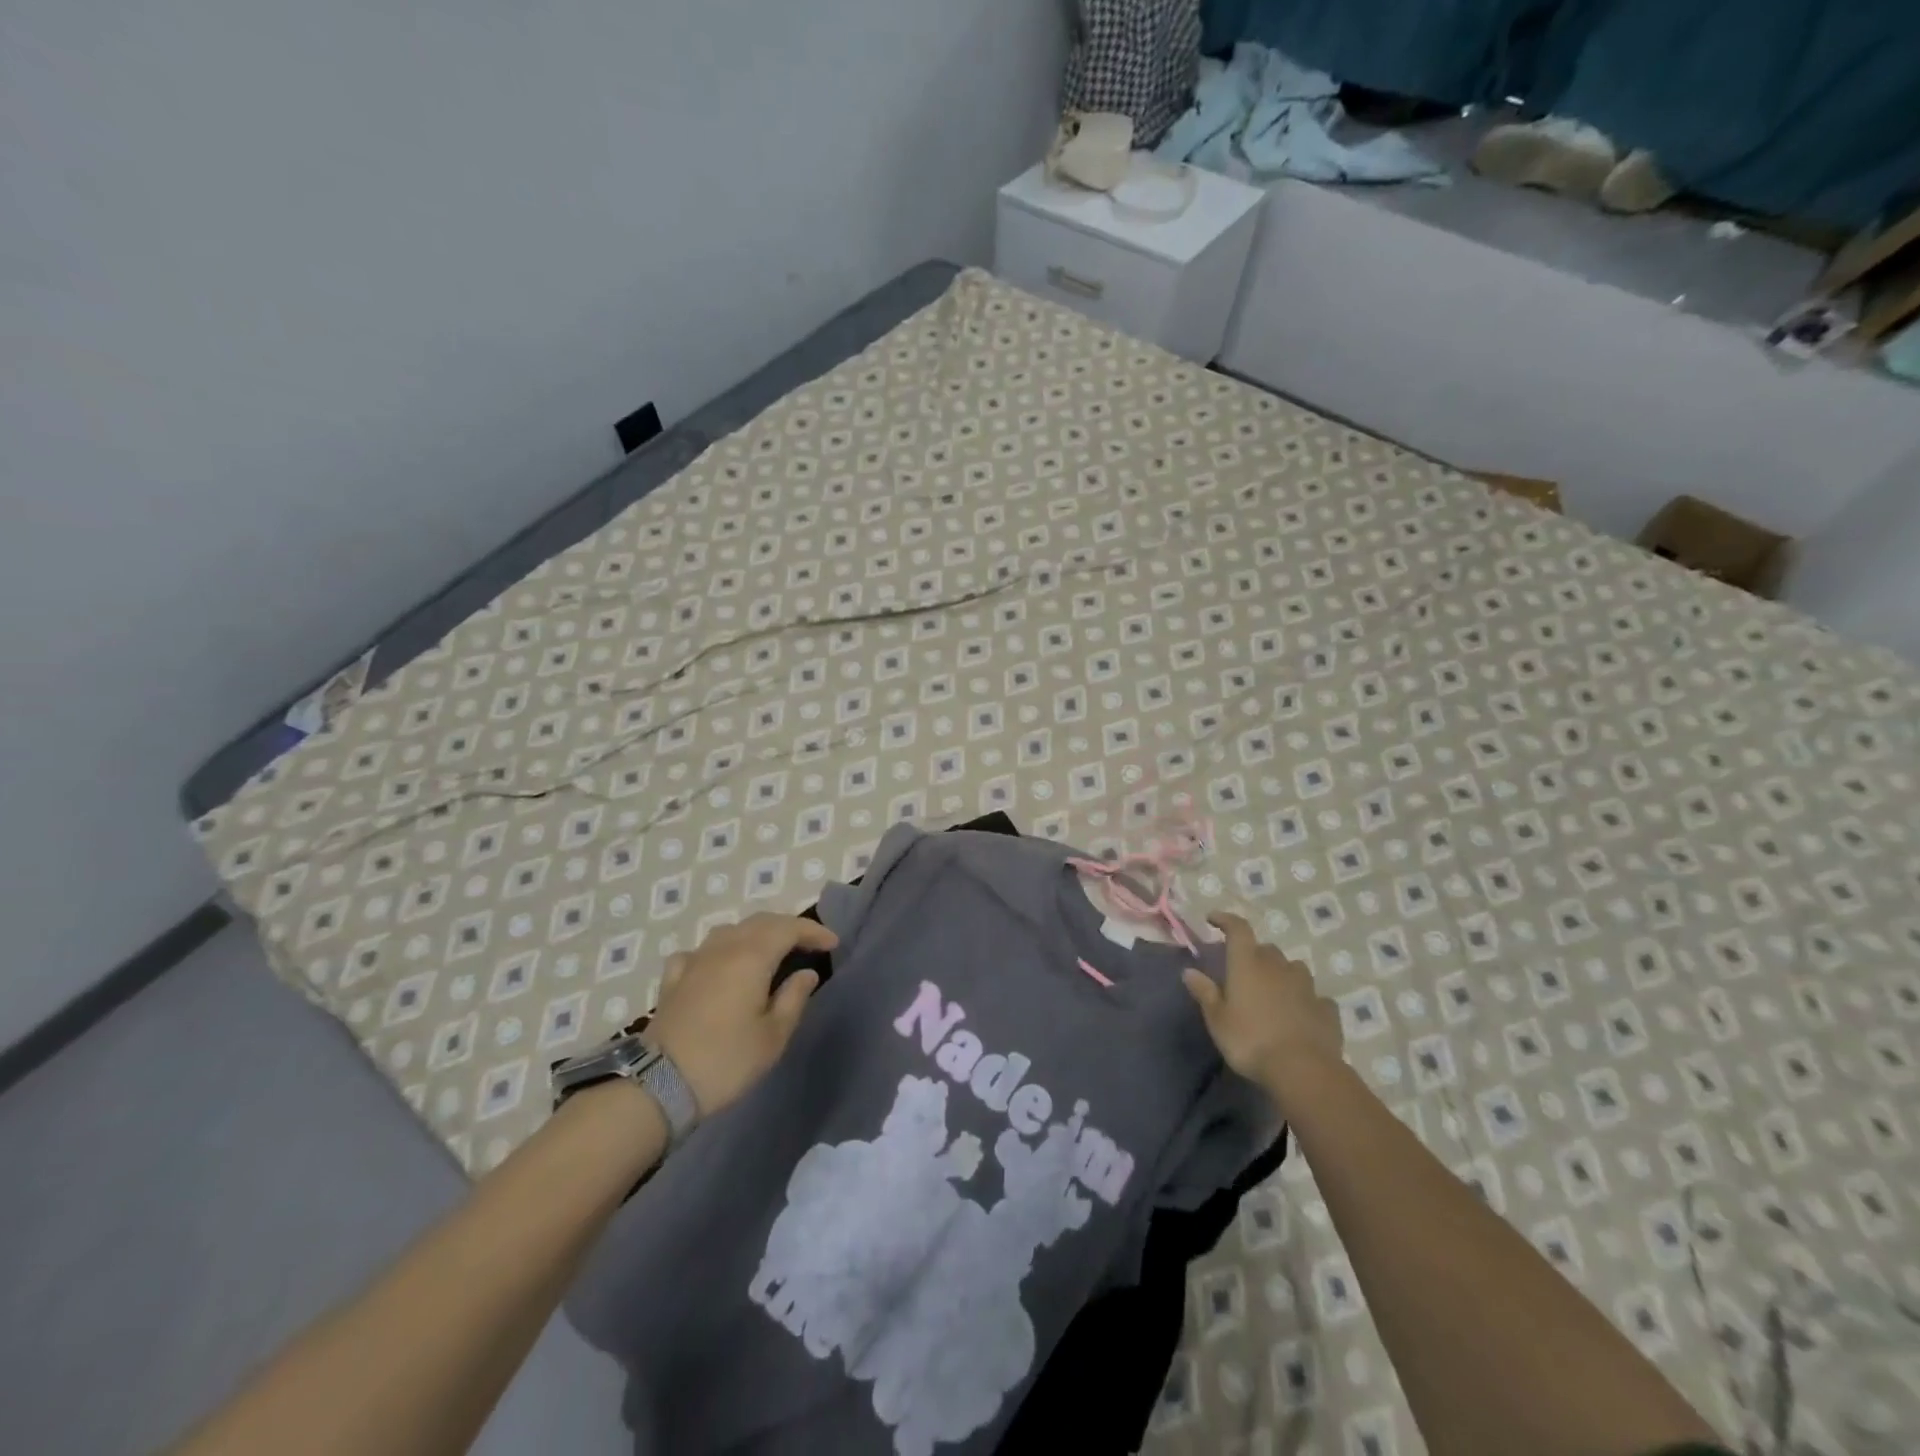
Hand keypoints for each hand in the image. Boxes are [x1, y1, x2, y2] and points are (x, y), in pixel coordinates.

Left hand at [643, 914, 837, 1115]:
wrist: (658, 1086)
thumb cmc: (727, 1061)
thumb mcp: (773, 1036)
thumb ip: (794, 998)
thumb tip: (806, 973)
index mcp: (752, 957)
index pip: (789, 928)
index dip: (813, 931)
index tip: (833, 944)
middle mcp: (722, 948)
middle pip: (760, 922)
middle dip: (787, 927)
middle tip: (807, 944)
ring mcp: (694, 961)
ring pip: (729, 931)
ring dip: (755, 933)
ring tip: (769, 951)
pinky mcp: (673, 979)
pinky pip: (700, 951)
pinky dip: (718, 950)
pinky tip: (718, 965)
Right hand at [1182, 912, 1341, 1098]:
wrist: (1303, 1070)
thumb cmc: (1250, 1040)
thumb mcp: (1217, 1020)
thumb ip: (1204, 992)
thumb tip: (1189, 971)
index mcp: (1248, 964)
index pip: (1238, 929)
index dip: (1225, 920)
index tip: (1213, 919)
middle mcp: (1278, 967)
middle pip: (1266, 950)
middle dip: (1255, 955)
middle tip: (1244, 972)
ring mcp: (1306, 987)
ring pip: (1293, 969)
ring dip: (1282, 974)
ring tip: (1274, 992)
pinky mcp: (1326, 1009)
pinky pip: (1314, 997)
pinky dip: (1306, 1000)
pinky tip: (1301, 1014)